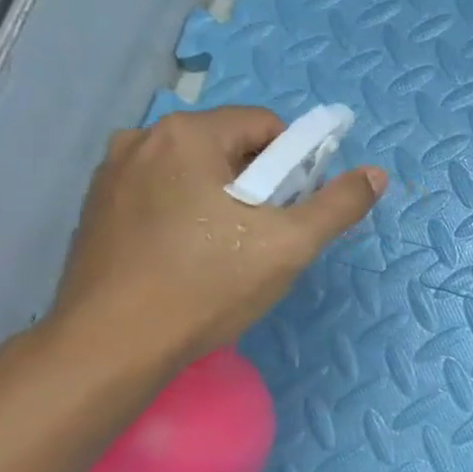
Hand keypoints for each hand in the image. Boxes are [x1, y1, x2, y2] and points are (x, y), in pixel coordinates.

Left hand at [46, 107, 385, 365]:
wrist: (111, 345)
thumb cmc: (207, 285)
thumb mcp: (290, 245)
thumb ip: (338, 204)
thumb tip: (375, 175)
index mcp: (187, 135)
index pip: (266, 126)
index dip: (294, 166)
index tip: (292, 211)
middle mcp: (142, 139)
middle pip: (229, 147)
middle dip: (258, 184)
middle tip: (264, 237)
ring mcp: (111, 174)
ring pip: (194, 173)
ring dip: (221, 200)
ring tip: (226, 253)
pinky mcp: (96, 209)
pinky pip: (161, 194)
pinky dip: (185, 214)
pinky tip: (187, 259)